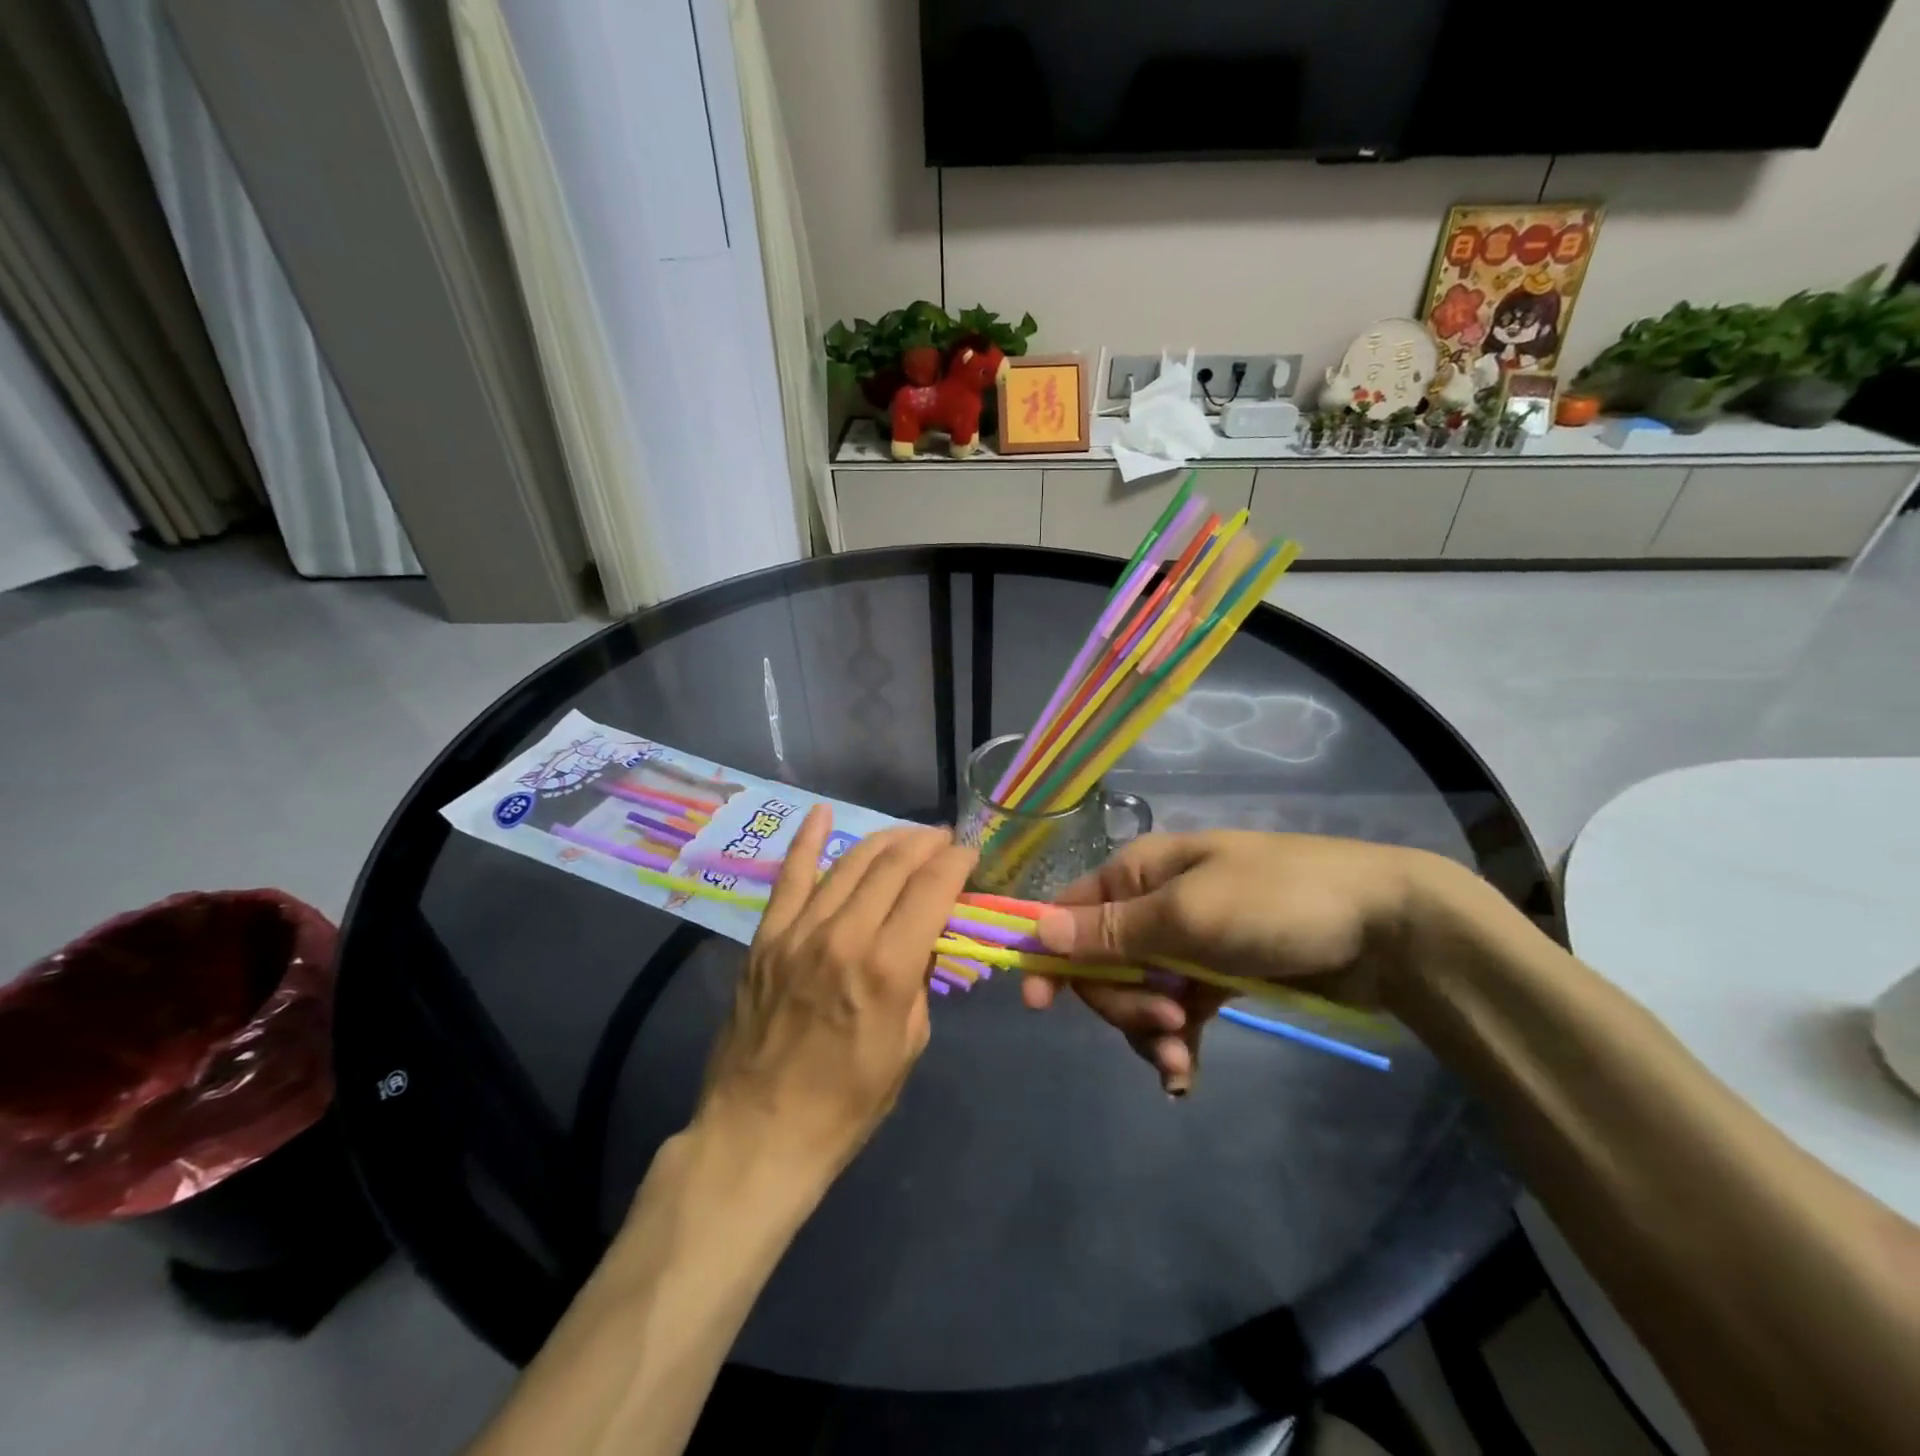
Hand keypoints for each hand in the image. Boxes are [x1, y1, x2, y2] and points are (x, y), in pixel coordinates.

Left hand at [695, 806, 975, 1180]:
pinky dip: (807, 841)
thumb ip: (919, 981)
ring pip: (848, 864)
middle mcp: (843, 935)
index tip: (970, 854)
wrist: (759, 1135)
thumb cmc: (847, 1104)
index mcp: (887, 967)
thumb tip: (923, 939)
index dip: (956, 863)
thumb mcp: (909, 1046)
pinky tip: (822, 814)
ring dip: (884, 841)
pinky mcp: (765, 938)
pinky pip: (789, 878)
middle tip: (943, 842)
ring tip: (906, 837)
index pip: (931, 888)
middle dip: (925, 844)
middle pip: (892, 865)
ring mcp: (797, 932)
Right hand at [1023, 831, 1430, 1093]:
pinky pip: (1175, 1012)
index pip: (1071, 915)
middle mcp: (1153, 905)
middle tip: (1167, 1022)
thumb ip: (1112, 931)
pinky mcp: (1218, 976)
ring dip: (1149, 1030)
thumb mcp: (1189, 915)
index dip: (1052, 957)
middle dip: (1122, 1002)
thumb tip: (1037, 931)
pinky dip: (1175, 1042)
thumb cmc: (1277, 903)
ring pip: (1138, 994)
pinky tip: (1184, 1075)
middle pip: (1103, 963)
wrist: (1384, 926)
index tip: (1040, 1005)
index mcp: (1138, 874)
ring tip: (1180, 1056)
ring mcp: (1187, 943)